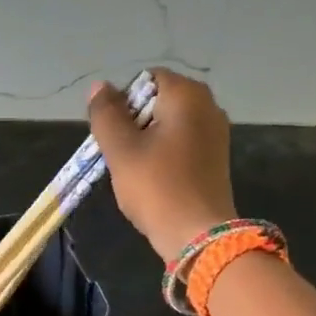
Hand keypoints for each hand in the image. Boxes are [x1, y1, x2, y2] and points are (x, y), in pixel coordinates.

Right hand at [87, 69, 237, 261]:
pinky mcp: (215, 159)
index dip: (122, 104)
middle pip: (158, 102)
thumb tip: (100, 87)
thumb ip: (106, 114)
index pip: (145, 80)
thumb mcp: (121, 150)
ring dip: (147, 144)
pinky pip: (182, 146)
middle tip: (121, 156)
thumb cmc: (156, 188)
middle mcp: (208, 105)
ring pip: (169, 126)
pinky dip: (164, 157)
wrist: (197, 235)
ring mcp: (216, 133)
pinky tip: (155, 182)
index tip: (114, 136)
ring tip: (136, 172)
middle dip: (134, 125)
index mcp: (187, 94)